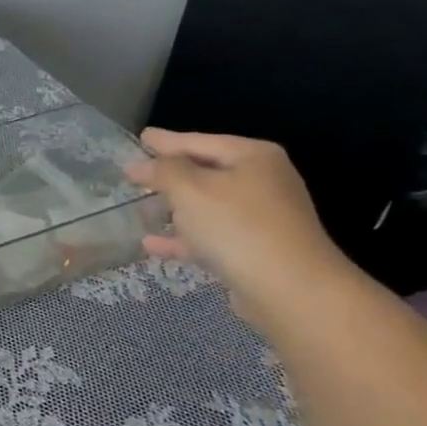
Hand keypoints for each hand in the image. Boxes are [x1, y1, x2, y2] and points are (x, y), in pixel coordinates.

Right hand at [124, 129, 354, 329]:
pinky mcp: (252, 249)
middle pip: (205, 172)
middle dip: (170, 174)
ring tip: (141, 206)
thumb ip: (162, 170)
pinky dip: (181, 237)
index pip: (199, 141)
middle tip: (138, 172)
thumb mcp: (190, 189)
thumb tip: (140, 163)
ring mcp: (259, 218)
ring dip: (174, 207)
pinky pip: (208, 236)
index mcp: (252, 157)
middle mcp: (261, 181)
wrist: (289, 288)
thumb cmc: (237, 226)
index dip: (166, 141)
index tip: (141, 137)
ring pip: (206, 206)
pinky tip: (151, 244)